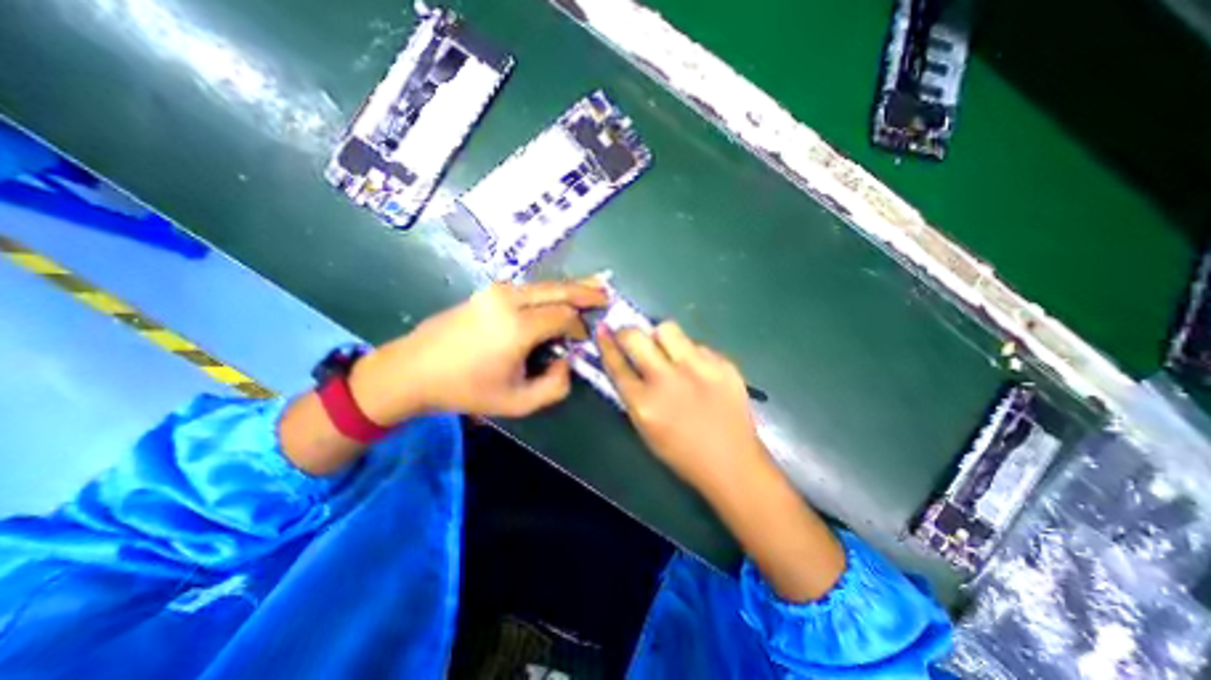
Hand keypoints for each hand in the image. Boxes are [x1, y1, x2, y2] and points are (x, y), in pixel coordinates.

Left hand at [355, 278, 610, 422]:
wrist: (412, 370)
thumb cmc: (466, 390)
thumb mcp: (518, 402)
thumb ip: (555, 386)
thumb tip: (567, 360)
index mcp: (518, 327)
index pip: (565, 317)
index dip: (581, 327)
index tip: (584, 341)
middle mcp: (509, 300)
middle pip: (559, 289)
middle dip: (586, 292)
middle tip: (607, 294)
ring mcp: (496, 291)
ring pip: (545, 285)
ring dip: (569, 288)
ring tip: (592, 287)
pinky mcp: (488, 291)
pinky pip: (529, 288)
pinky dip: (550, 290)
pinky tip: (559, 295)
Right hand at [594, 322, 842, 603]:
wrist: (732, 463)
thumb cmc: (682, 452)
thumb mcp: (645, 428)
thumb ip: (632, 393)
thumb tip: (624, 361)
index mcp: (644, 403)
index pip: (616, 363)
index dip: (606, 343)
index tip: (603, 329)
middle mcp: (667, 381)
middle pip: (636, 337)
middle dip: (628, 333)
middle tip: (633, 338)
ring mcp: (698, 369)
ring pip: (668, 329)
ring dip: (662, 337)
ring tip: (670, 352)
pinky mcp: (723, 364)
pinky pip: (698, 344)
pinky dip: (692, 353)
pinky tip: (699, 371)